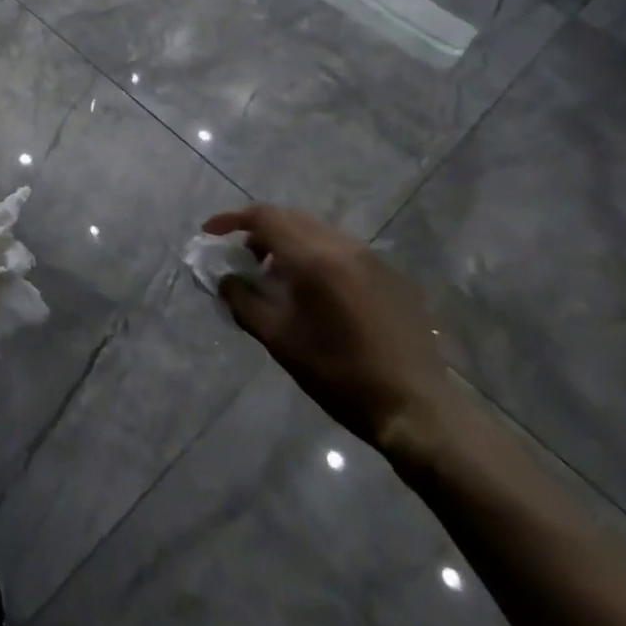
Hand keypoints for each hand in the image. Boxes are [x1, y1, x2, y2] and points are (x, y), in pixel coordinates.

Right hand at [204, 204, 454, 455]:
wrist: (415, 407)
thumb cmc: (339, 375)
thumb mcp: (279, 341)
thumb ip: (244, 302)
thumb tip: (224, 280)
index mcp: (315, 258)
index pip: (265, 217)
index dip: (232, 220)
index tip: (210, 233)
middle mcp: (344, 246)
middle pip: (291, 218)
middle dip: (260, 231)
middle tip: (242, 258)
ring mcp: (371, 258)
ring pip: (317, 231)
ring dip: (289, 242)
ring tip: (276, 277)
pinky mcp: (390, 274)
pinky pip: (341, 249)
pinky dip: (316, 255)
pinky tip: (314, 291)